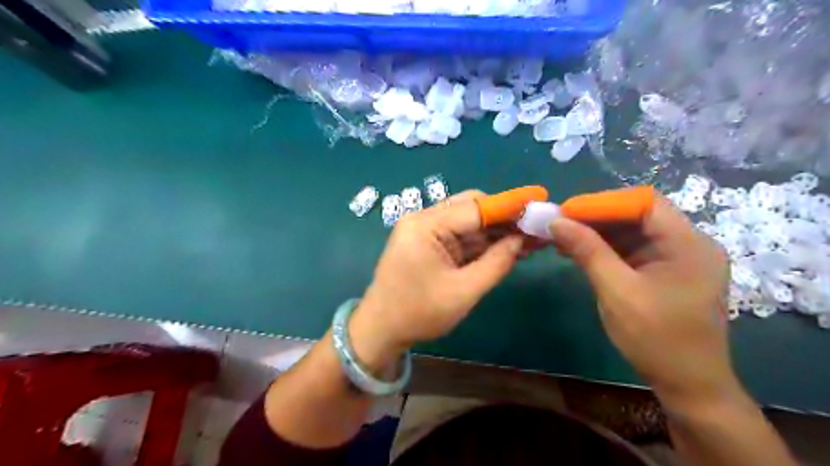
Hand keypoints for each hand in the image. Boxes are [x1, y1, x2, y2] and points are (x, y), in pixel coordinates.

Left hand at [350, 191, 523, 369]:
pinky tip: (508, 247)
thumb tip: (522, 240)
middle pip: (472, 207)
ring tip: (531, 239)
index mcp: (425, 225)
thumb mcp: (463, 292)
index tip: (540, 203)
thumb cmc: (418, 313)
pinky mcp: (429, 243)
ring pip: (469, 222)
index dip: (510, 206)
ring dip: (497, 231)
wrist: (381, 330)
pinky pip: (461, 236)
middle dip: (505, 218)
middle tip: (536, 228)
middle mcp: (424, 220)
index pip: (475, 207)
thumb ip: (496, 263)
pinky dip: (484, 242)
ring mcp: (425, 231)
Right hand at [549, 195, 730, 409]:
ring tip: (563, 237)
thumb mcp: (617, 291)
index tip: (567, 212)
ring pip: (632, 232)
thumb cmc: (656, 339)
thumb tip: (556, 222)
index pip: (644, 203)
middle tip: (560, 224)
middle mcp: (687, 244)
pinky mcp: (665, 273)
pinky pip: (632, 251)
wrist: (687, 385)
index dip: (603, 203)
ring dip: (597, 233)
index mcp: (687, 244)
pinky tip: (580, 252)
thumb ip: (588, 251)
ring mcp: (677, 259)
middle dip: (596, 218)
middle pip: (637, 215)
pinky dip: (605, 249)